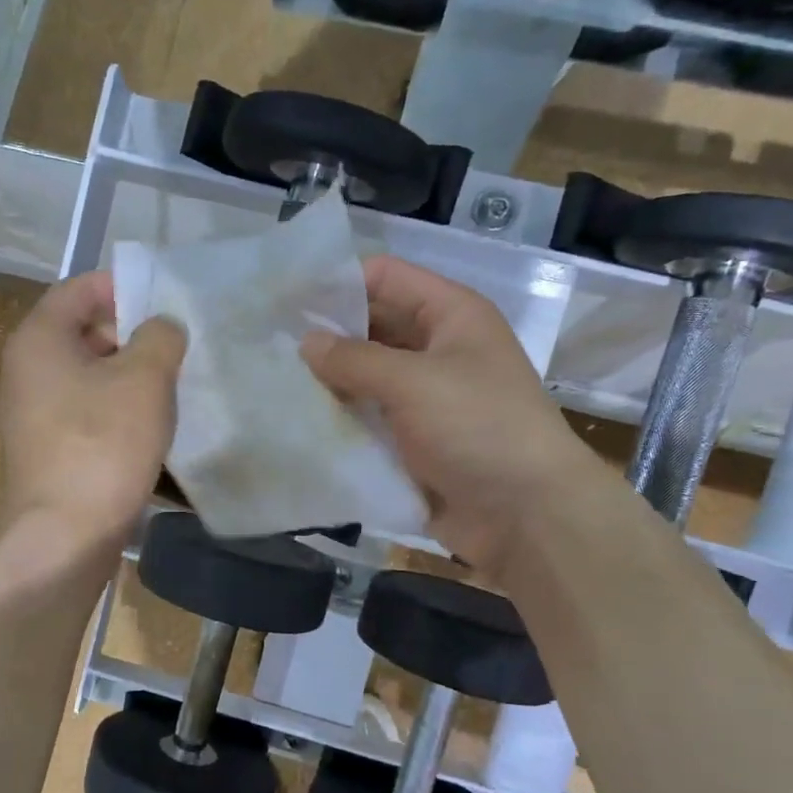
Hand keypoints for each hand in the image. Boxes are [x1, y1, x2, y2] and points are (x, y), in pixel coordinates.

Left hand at [0, 271, 185, 555]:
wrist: (65, 536)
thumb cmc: (102, 445)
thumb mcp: (144, 378)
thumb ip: (160, 336)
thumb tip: (161, 328)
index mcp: (39, 339)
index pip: (80, 288)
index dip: (124, 287)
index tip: (167, 303)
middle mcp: (28, 370)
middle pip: (85, 332)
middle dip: (134, 335)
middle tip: (178, 348)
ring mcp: (35, 414)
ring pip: (91, 376)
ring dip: (131, 377)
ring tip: (175, 387)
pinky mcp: (50, 450)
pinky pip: (88, 413)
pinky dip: (119, 411)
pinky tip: (154, 428)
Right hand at [301, 256, 593, 572]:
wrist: (525, 514)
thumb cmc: (477, 427)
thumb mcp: (413, 382)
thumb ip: (354, 359)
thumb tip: (306, 342)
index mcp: (450, 316)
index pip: (384, 277)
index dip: (336, 282)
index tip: (283, 299)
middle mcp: (437, 349)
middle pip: (372, 327)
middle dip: (325, 335)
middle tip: (267, 345)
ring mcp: (425, 398)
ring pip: (366, 377)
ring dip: (328, 381)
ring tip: (273, 382)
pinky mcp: (413, 441)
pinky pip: (369, 419)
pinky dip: (340, 419)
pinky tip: (297, 421)